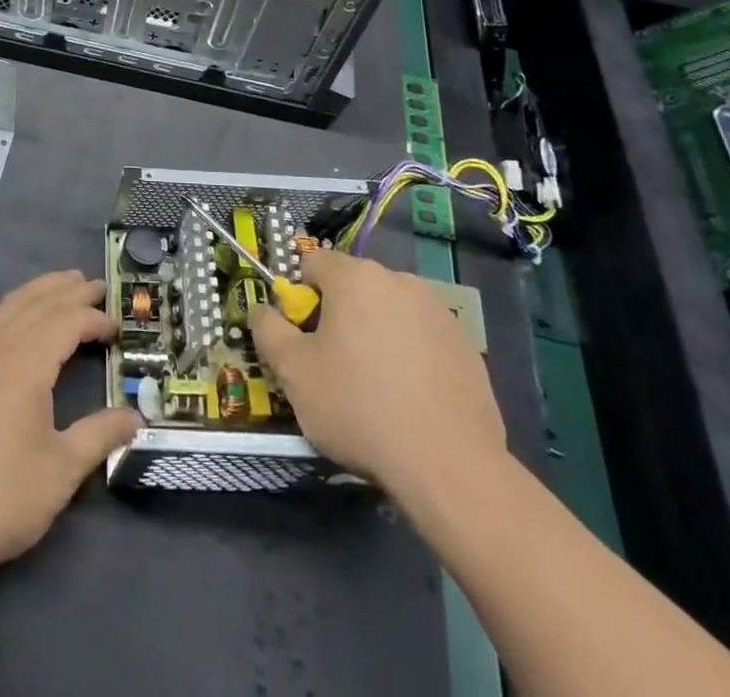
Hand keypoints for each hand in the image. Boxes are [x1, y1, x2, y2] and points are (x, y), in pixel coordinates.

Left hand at [0, 270, 141, 576]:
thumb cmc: (0, 498)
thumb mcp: (61, 470)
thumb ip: (100, 435)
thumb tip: (136, 419)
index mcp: (23, 364)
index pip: (65, 322)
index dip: (93, 318)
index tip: (118, 325)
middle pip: (37, 303)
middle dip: (69, 291)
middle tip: (98, 285)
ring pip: (10, 306)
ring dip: (40, 290)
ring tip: (65, 283)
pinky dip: (16, 307)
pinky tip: (23, 318)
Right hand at [248, 249, 503, 507]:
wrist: (450, 466)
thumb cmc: (359, 408)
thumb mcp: (293, 373)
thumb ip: (268, 330)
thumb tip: (263, 310)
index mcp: (355, 277)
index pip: (312, 263)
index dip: (298, 297)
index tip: (302, 338)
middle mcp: (399, 280)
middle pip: (353, 286)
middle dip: (338, 316)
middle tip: (334, 366)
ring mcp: (438, 311)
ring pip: (389, 311)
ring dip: (375, 333)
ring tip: (375, 387)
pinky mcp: (466, 345)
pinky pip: (422, 338)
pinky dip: (409, 355)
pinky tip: (409, 399)